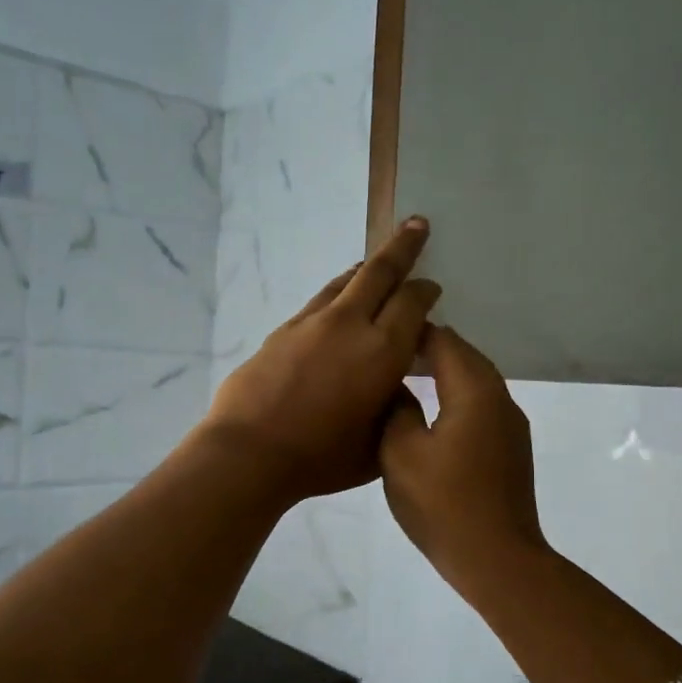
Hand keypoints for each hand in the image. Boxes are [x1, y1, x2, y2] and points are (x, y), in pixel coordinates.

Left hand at [200, 218, 441, 506]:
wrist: (249, 452)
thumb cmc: (321, 458)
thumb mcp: (378, 444)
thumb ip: (395, 408)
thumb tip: (394, 385)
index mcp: (382, 351)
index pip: (412, 303)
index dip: (425, 290)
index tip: (432, 286)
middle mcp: (350, 325)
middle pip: (380, 272)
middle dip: (403, 245)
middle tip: (417, 224)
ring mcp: (311, 323)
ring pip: (345, 281)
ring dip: (365, 268)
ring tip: (374, 262)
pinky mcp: (283, 330)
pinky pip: (319, 301)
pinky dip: (336, 293)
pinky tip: (336, 304)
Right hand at [380, 324, 548, 597]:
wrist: (497, 559)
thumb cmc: (443, 504)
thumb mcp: (400, 453)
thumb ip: (396, 409)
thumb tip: (398, 388)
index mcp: (475, 392)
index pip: (445, 342)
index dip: (414, 333)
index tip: (381, 335)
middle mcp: (500, 399)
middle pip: (465, 357)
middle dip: (430, 348)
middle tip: (391, 352)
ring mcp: (511, 425)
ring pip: (476, 381)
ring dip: (445, 373)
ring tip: (408, 376)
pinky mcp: (511, 448)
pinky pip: (482, 406)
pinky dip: (457, 396)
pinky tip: (433, 412)